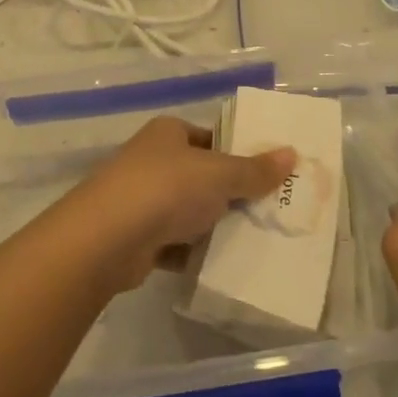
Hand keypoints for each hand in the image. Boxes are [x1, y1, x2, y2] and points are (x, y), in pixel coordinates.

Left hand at [70, 117, 295, 292]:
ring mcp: (140, 199)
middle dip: (229, 193)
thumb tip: (292, 154)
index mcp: (168, 133)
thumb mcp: (220, 175)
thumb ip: (255, 169)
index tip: (268, 173)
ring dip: (211, 225)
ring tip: (252, 238)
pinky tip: (218, 263)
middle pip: (200, 175)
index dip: (238, 152)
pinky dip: (192, 252)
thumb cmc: (166, 189)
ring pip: (187, 211)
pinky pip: (173, 242)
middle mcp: (151, 160)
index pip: (210, 137)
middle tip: (269, 209)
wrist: (106, 239)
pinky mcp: (135, 237)